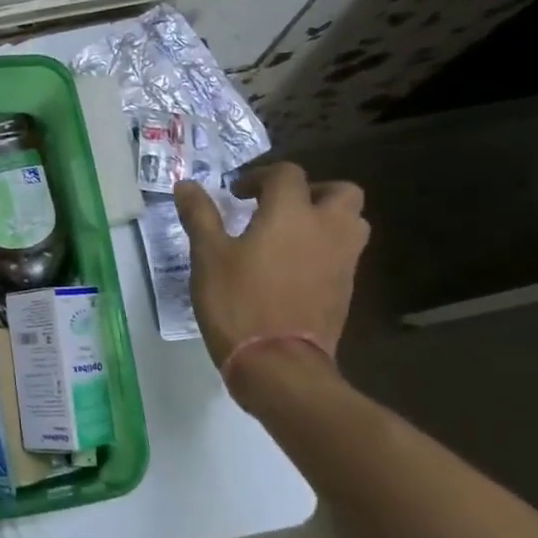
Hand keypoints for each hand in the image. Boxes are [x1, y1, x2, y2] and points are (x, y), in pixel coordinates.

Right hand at [173, 163, 368, 375]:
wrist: (279, 363)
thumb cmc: (238, 302)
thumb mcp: (208, 256)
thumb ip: (200, 216)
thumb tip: (186, 184)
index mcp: (291, 213)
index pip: (287, 174)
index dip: (260, 177)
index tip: (237, 195)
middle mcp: (327, 229)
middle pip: (340, 191)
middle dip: (311, 191)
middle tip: (279, 207)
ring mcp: (343, 260)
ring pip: (351, 222)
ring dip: (327, 218)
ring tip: (291, 235)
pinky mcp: (346, 289)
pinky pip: (344, 254)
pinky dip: (325, 249)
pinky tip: (294, 267)